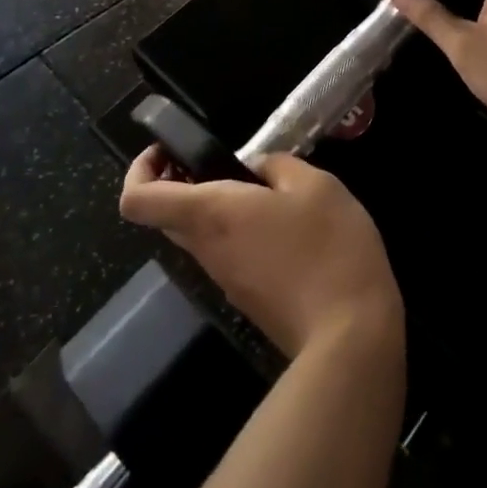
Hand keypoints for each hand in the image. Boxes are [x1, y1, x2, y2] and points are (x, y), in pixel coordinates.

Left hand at [121, 148, 401, 359]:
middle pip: (167, 216)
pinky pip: (228, 256)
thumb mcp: (315, 185)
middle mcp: (206, 249)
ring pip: (200, 236)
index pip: (137, 200)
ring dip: (217, 208)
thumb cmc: (327, 247)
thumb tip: (258, 168)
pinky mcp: (247, 299)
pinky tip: (285, 226)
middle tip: (222, 162)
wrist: (349, 336)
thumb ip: (278, 166)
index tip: (169, 151)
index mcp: (211, 214)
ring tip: (266, 189)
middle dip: (182, 183)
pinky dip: (239, 233)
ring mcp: (225, 279)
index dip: (139, 170)